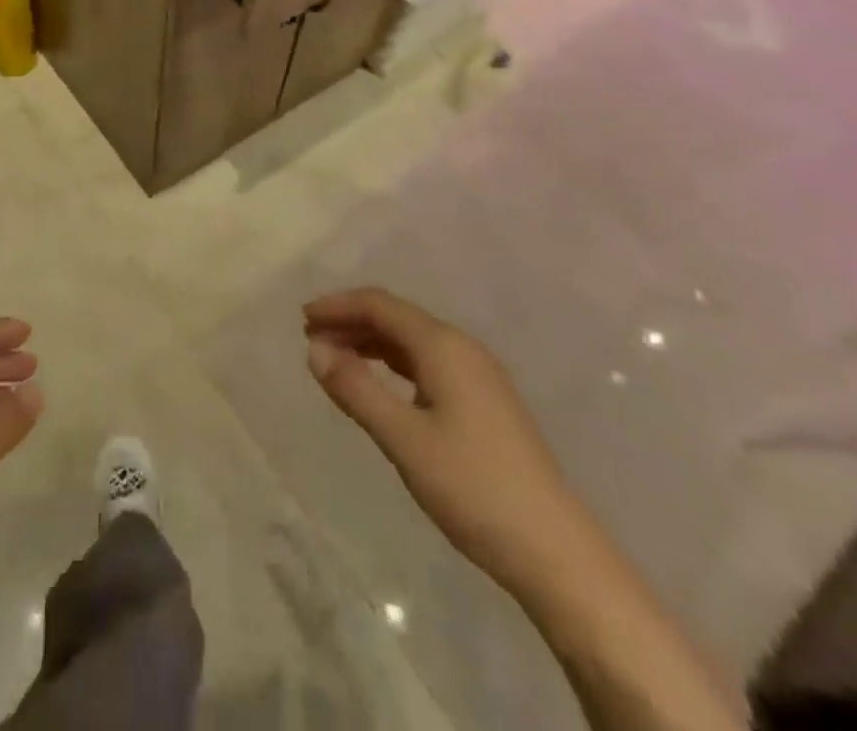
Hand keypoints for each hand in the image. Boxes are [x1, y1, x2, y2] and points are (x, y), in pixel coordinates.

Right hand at [304, 288, 577, 587]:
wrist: (554, 549)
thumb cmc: (472, 486)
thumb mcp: (403, 438)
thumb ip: (356, 389)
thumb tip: (315, 350)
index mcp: (443, 346)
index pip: (380, 305)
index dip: (339, 306)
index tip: (302, 320)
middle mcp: (462, 348)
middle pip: (397, 318)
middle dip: (351, 322)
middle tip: (311, 339)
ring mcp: (478, 375)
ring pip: (413, 342)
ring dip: (371, 343)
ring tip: (336, 358)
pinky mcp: (484, 402)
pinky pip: (428, 363)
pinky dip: (394, 364)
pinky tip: (380, 383)